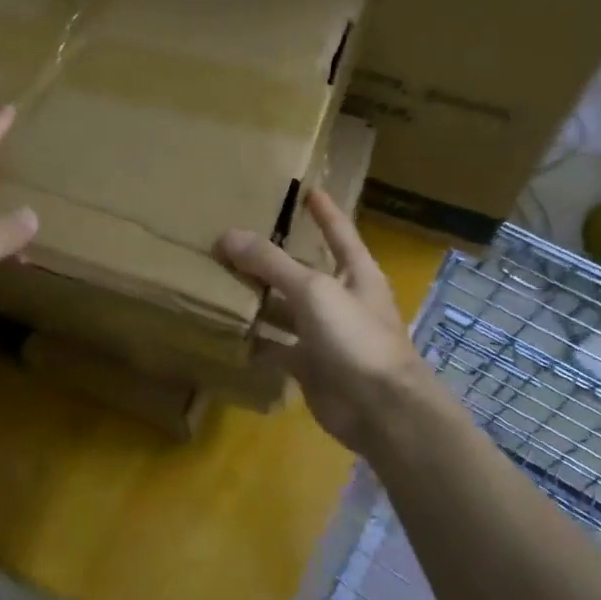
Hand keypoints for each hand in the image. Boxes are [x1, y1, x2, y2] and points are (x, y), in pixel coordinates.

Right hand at [215, 188, 432, 454]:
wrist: (380, 409)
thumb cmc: (356, 337)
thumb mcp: (313, 290)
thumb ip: (271, 263)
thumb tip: (226, 236)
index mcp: (355, 273)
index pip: (339, 232)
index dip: (325, 212)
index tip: (308, 189)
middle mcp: (341, 299)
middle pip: (303, 270)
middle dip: (274, 255)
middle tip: (237, 235)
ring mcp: (325, 334)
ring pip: (286, 308)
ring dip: (259, 297)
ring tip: (220, 276)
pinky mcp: (310, 365)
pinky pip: (277, 346)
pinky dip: (255, 339)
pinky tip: (228, 328)